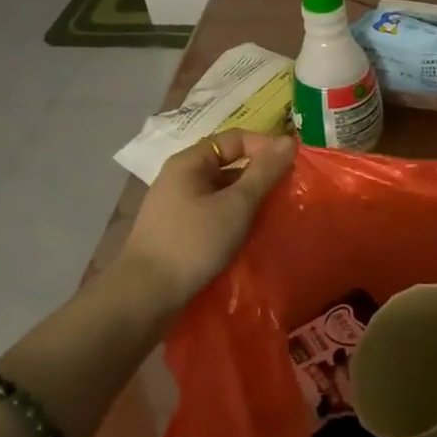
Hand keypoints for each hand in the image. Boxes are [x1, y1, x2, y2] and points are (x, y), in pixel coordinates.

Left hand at [114, 129, 296, 310]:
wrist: (145, 298)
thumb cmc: (193, 243)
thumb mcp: (236, 205)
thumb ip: (264, 172)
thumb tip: (288, 140)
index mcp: (190, 163)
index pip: (235, 139)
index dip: (265, 147)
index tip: (291, 167)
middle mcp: (181, 179)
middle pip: (230, 165)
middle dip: (260, 177)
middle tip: (288, 193)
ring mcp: (178, 207)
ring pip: (224, 193)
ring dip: (250, 201)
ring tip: (275, 216)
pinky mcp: (180, 233)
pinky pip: (215, 215)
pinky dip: (235, 220)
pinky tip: (252, 235)